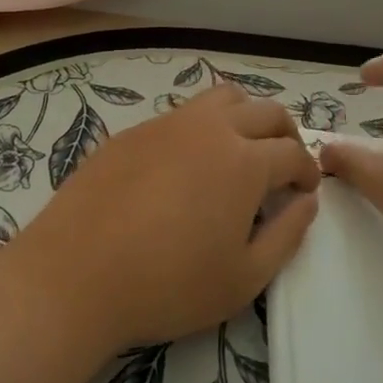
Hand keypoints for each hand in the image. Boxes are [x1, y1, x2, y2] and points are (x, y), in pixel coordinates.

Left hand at [11, 85, 319, 349]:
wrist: (75, 275)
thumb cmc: (168, 285)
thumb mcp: (243, 279)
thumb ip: (287, 236)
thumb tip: (306, 202)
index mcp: (245, 161)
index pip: (293, 152)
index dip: (307, 170)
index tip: (305, 190)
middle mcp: (212, 128)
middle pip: (266, 111)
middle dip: (285, 135)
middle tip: (284, 165)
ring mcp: (169, 123)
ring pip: (224, 97)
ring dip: (246, 116)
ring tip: (241, 150)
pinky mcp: (135, 130)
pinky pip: (183, 113)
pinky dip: (203, 126)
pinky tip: (187, 164)